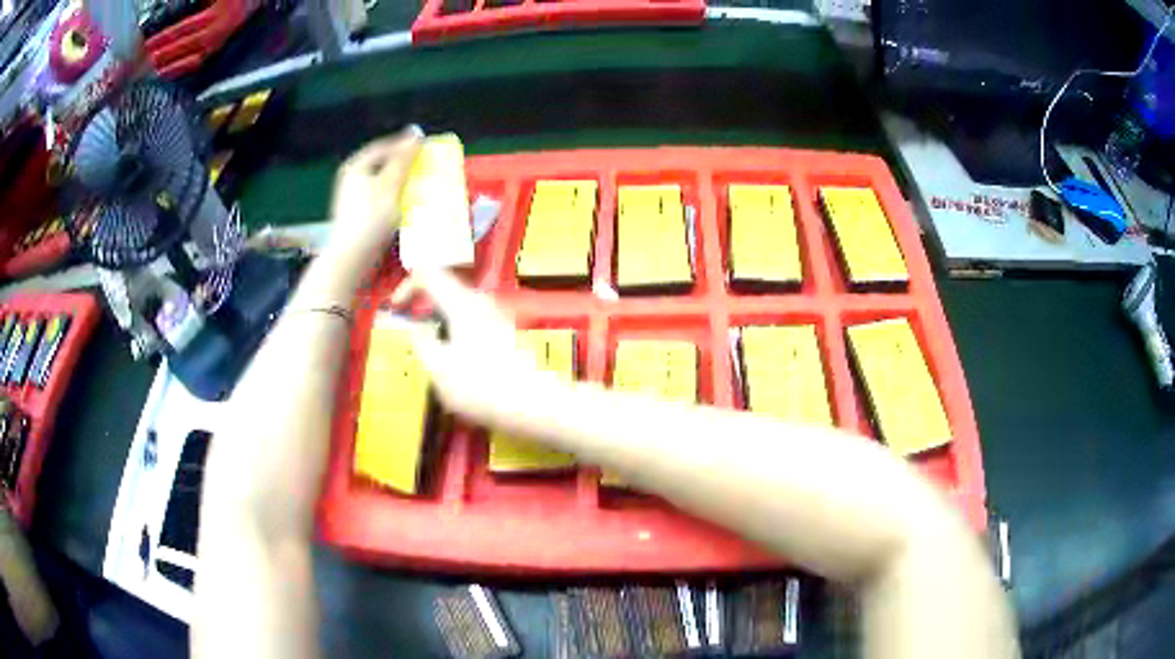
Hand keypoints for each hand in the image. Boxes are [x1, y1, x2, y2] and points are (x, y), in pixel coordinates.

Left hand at [325, 126, 423, 273]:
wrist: (352, 259)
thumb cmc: (371, 220)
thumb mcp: (390, 185)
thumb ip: (403, 159)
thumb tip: (416, 133)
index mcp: (356, 166)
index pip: (384, 147)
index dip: (405, 145)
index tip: (426, 146)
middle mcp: (351, 178)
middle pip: (383, 164)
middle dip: (404, 165)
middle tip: (424, 165)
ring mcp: (353, 198)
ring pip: (382, 182)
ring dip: (402, 182)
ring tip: (419, 185)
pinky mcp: (358, 215)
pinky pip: (380, 198)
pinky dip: (395, 198)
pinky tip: (406, 206)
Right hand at [392, 269, 569, 433]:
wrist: (537, 405)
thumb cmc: (482, 387)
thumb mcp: (438, 368)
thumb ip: (418, 342)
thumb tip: (409, 327)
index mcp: (461, 302)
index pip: (427, 273)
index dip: (405, 286)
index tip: (396, 312)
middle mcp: (481, 302)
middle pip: (444, 291)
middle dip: (422, 311)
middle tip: (412, 341)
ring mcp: (496, 317)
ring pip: (457, 311)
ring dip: (439, 328)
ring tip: (434, 361)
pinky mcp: (505, 336)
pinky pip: (471, 326)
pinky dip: (455, 338)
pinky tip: (458, 370)